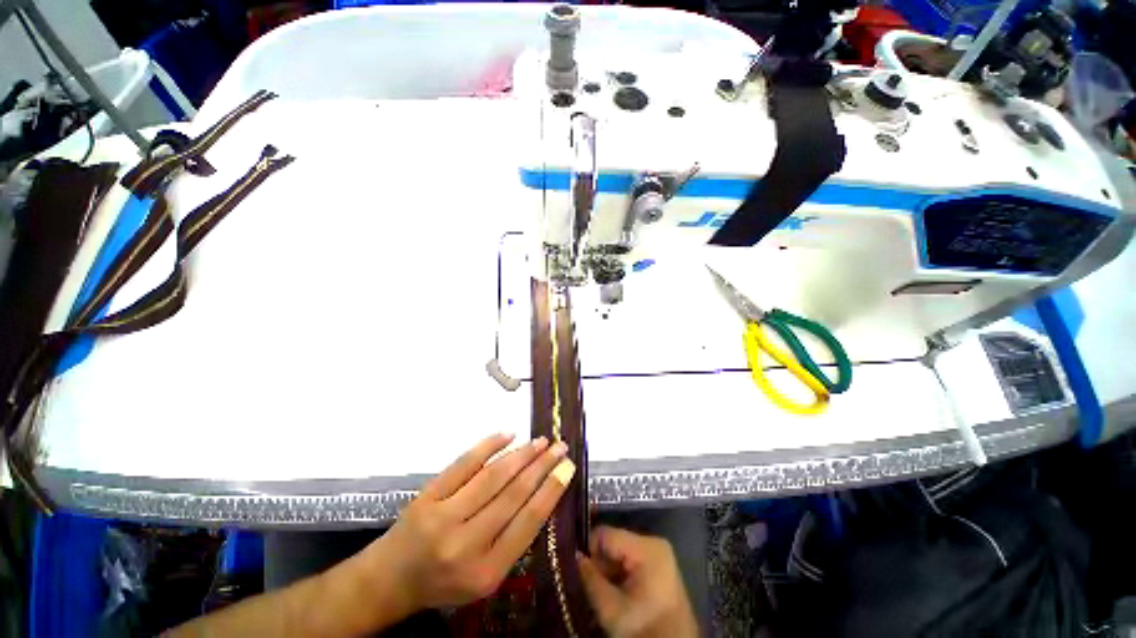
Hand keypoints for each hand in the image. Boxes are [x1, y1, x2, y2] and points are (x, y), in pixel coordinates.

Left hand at [363, 433, 574, 614]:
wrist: (391, 578)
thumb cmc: (445, 582)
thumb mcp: (485, 576)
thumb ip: (514, 540)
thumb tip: (543, 493)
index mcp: (486, 571)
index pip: (529, 522)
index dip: (552, 490)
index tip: (568, 468)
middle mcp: (466, 544)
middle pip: (514, 494)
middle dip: (542, 466)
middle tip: (559, 447)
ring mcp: (444, 516)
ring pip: (493, 476)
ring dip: (522, 454)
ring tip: (541, 441)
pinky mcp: (429, 495)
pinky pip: (464, 464)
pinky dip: (488, 445)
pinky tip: (508, 435)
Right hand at [577, 526, 697, 637]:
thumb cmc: (644, 628)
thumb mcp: (611, 608)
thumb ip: (590, 578)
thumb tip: (574, 555)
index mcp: (645, 547)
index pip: (605, 534)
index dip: (588, 550)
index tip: (578, 569)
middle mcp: (653, 541)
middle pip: (613, 542)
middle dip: (599, 562)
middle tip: (590, 585)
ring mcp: (657, 552)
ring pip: (619, 551)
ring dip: (608, 569)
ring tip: (602, 590)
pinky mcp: (658, 563)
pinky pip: (629, 559)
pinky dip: (619, 573)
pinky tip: (615, 591)